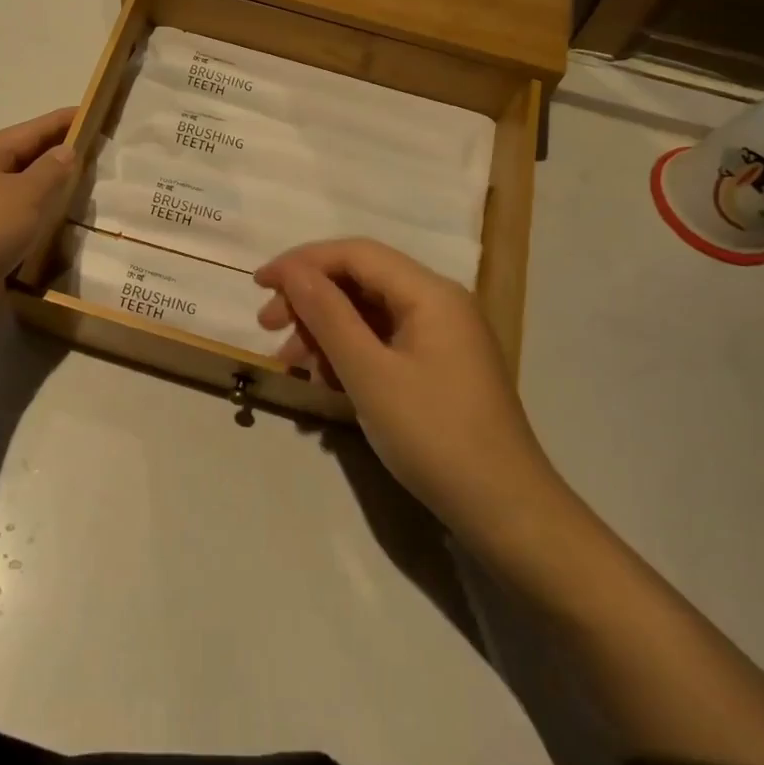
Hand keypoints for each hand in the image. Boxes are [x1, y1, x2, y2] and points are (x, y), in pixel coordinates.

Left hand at [0, 108, 76, 323]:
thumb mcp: (25, 194)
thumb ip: (51, 170)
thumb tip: (65, 150)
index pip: (29, 131)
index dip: (60, 122)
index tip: (90, 111)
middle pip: (20, 160)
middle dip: (54, 155)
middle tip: (93, 152)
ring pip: (16, 194)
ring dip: (45, 191)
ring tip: (80, 189)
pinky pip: (12, 224)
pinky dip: (34, 221)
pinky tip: (54, 228)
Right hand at [255, 239, 558, 545]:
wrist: (505, 511)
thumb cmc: (434, 436)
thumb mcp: (370, 374)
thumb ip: (327, 315)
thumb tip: (292, 272)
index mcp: (430, 293)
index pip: (356, 254)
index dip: (302, 262)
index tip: (258, 284)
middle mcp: (439, 303)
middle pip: (362, 280)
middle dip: (310, 299)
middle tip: (268, 327)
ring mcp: (442, 336)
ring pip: (369, 313)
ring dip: (325, 331)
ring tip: (292, 365)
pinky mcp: (439, 366)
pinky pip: (384, 342)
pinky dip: (349, 354)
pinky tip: (325, 382)